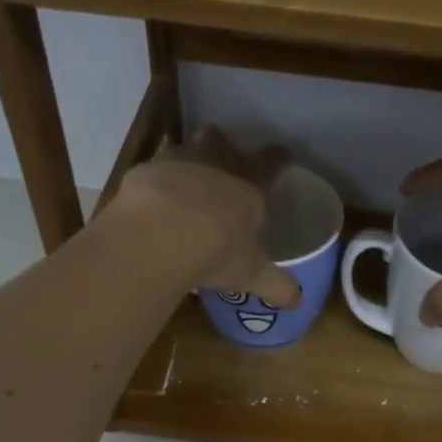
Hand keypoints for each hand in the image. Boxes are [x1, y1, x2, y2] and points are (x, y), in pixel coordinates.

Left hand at [112, 127, 300, 307]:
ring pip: (184, 149)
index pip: (273, 160)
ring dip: (186, 165)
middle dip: (223, 148)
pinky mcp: (142, 172)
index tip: (283, 160)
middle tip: (222, 170)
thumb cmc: (216, 251)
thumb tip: (298, 303)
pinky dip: (154, 186)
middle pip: (222, 138)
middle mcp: (215, 161)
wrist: (158, 236)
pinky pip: (151, 173)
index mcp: (249, 182)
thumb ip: (276, 286)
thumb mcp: (251, 274)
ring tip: (184, 191)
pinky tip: (151, 208)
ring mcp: (176, 161)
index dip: (280, 159)